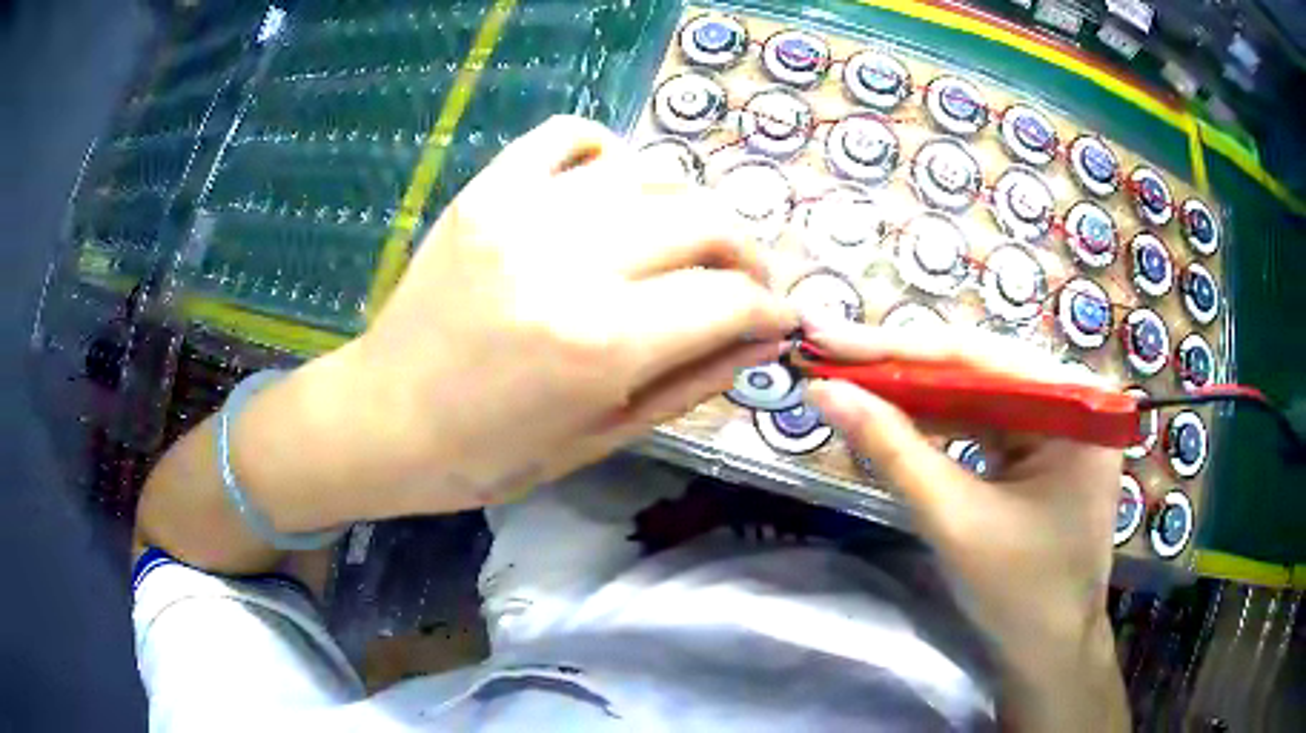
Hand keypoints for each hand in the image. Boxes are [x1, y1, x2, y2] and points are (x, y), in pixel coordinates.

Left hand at [337, 116, 796, 513]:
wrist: (383, 419)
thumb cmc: (487, 454)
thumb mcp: (599, 438)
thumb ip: (690, 383)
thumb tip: (759, 342)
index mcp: (599, 343)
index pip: (728, 300)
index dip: (771, 309)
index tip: (782, 318)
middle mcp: (569, 261)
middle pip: (703, 220)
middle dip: (746, 253)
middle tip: (745, 282)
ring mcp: (522, 212)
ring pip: (651, 172)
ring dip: (689, 207)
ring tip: (685, 243)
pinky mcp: (486, 191)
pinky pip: (569, 136)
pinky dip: (609, 152)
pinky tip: (613, 189)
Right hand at [805, 322, 1127, 730]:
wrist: (1051, 651)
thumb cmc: (1018, 593)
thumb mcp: (954, 519)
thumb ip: (892, 449)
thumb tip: (825, 392)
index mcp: (1073, 404)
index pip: (975, 356)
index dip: (894, 348)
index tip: (826, 338)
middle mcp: (1071, 395)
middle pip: (976, 367)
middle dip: (899, 367)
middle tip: (829, 354)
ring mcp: (1061, 419)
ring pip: (976, 390)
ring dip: (914, 392)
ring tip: (851, 380)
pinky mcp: (1045, 443)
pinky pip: (985, 419)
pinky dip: (939, 421)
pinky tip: (896, 415)